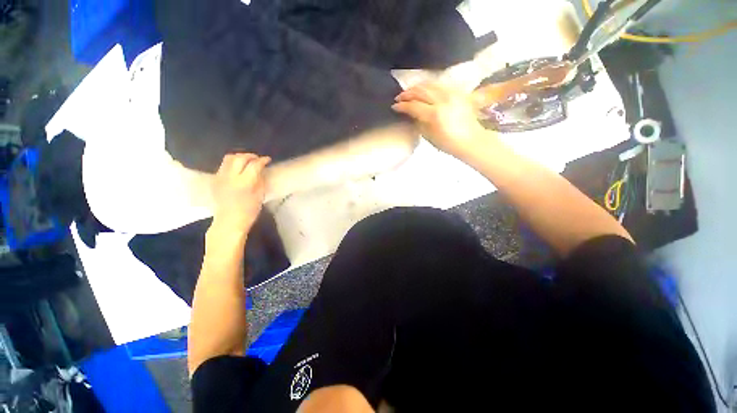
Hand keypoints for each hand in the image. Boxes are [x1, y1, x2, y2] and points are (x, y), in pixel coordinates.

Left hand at [211, 153, 270, 234]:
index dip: (262, 160)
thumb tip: (260, 170)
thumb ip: (260, 180)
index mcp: (244, 183)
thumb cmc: (249, 211)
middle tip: (258, 158)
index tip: (268, 159)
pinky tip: (238, 168)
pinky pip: (223, 165)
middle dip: (251, 156)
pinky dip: (232, 163)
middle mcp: (231, 177)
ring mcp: (220, 177)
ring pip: (229, 158)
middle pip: (240, 158)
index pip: (254, 165)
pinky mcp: (215, 179)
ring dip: (240, 157)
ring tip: (247, 160)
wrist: (229, 221)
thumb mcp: (260, 195)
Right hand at [392, 82, 491, 159]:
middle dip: (407, 93)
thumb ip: (418, 122)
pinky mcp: (458, 91)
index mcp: (435, 114)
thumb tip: (409, 113)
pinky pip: (440, 84)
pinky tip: (424, 90)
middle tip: (399, 97)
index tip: (394, 107)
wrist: (471, 140)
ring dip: (417, 87)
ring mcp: (452, 93)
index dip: (402, 106)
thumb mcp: (428, 136)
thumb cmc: (448, 143)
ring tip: (409, 92)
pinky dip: (429, 86)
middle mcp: (443, 100)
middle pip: (421, 90)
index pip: (414, 105)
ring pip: (430, 83)